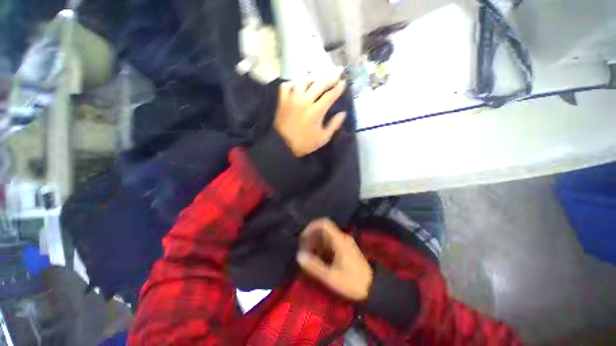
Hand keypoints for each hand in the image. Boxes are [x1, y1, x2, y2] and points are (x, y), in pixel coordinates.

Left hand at [274, 77, 346, 156]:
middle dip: (330, 76)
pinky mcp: (282, 101)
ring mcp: (292, 99)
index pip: (330, 95)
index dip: (338, 88)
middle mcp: (304, 101)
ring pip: (303, 81)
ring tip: (319, 77)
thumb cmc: (304, 143)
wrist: (283, 145)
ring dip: (313, 77)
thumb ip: (334, 125)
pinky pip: (286, 86)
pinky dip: (293, 83)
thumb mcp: (323, 138)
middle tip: (338, 71)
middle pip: (319, 84)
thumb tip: (343, 113)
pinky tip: (298, 85)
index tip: (344, 82)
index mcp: (316, 111)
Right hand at [296, 219, 372, 300]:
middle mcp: (342, 237)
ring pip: (326, 237)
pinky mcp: (345, 249)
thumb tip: (299, 255)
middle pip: (323, 230)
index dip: (311, 227)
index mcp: (339, 240)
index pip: (324, 223)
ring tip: (309, 257)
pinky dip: (322, 248)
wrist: (374, 288)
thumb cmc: (352, 282)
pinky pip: (330, 243)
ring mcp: (344, 242)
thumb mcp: (331, 277)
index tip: (302, 238)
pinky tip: (319, 260)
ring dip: (316, 243)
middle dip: (311, 238)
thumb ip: (314, 266)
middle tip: (304, 251)